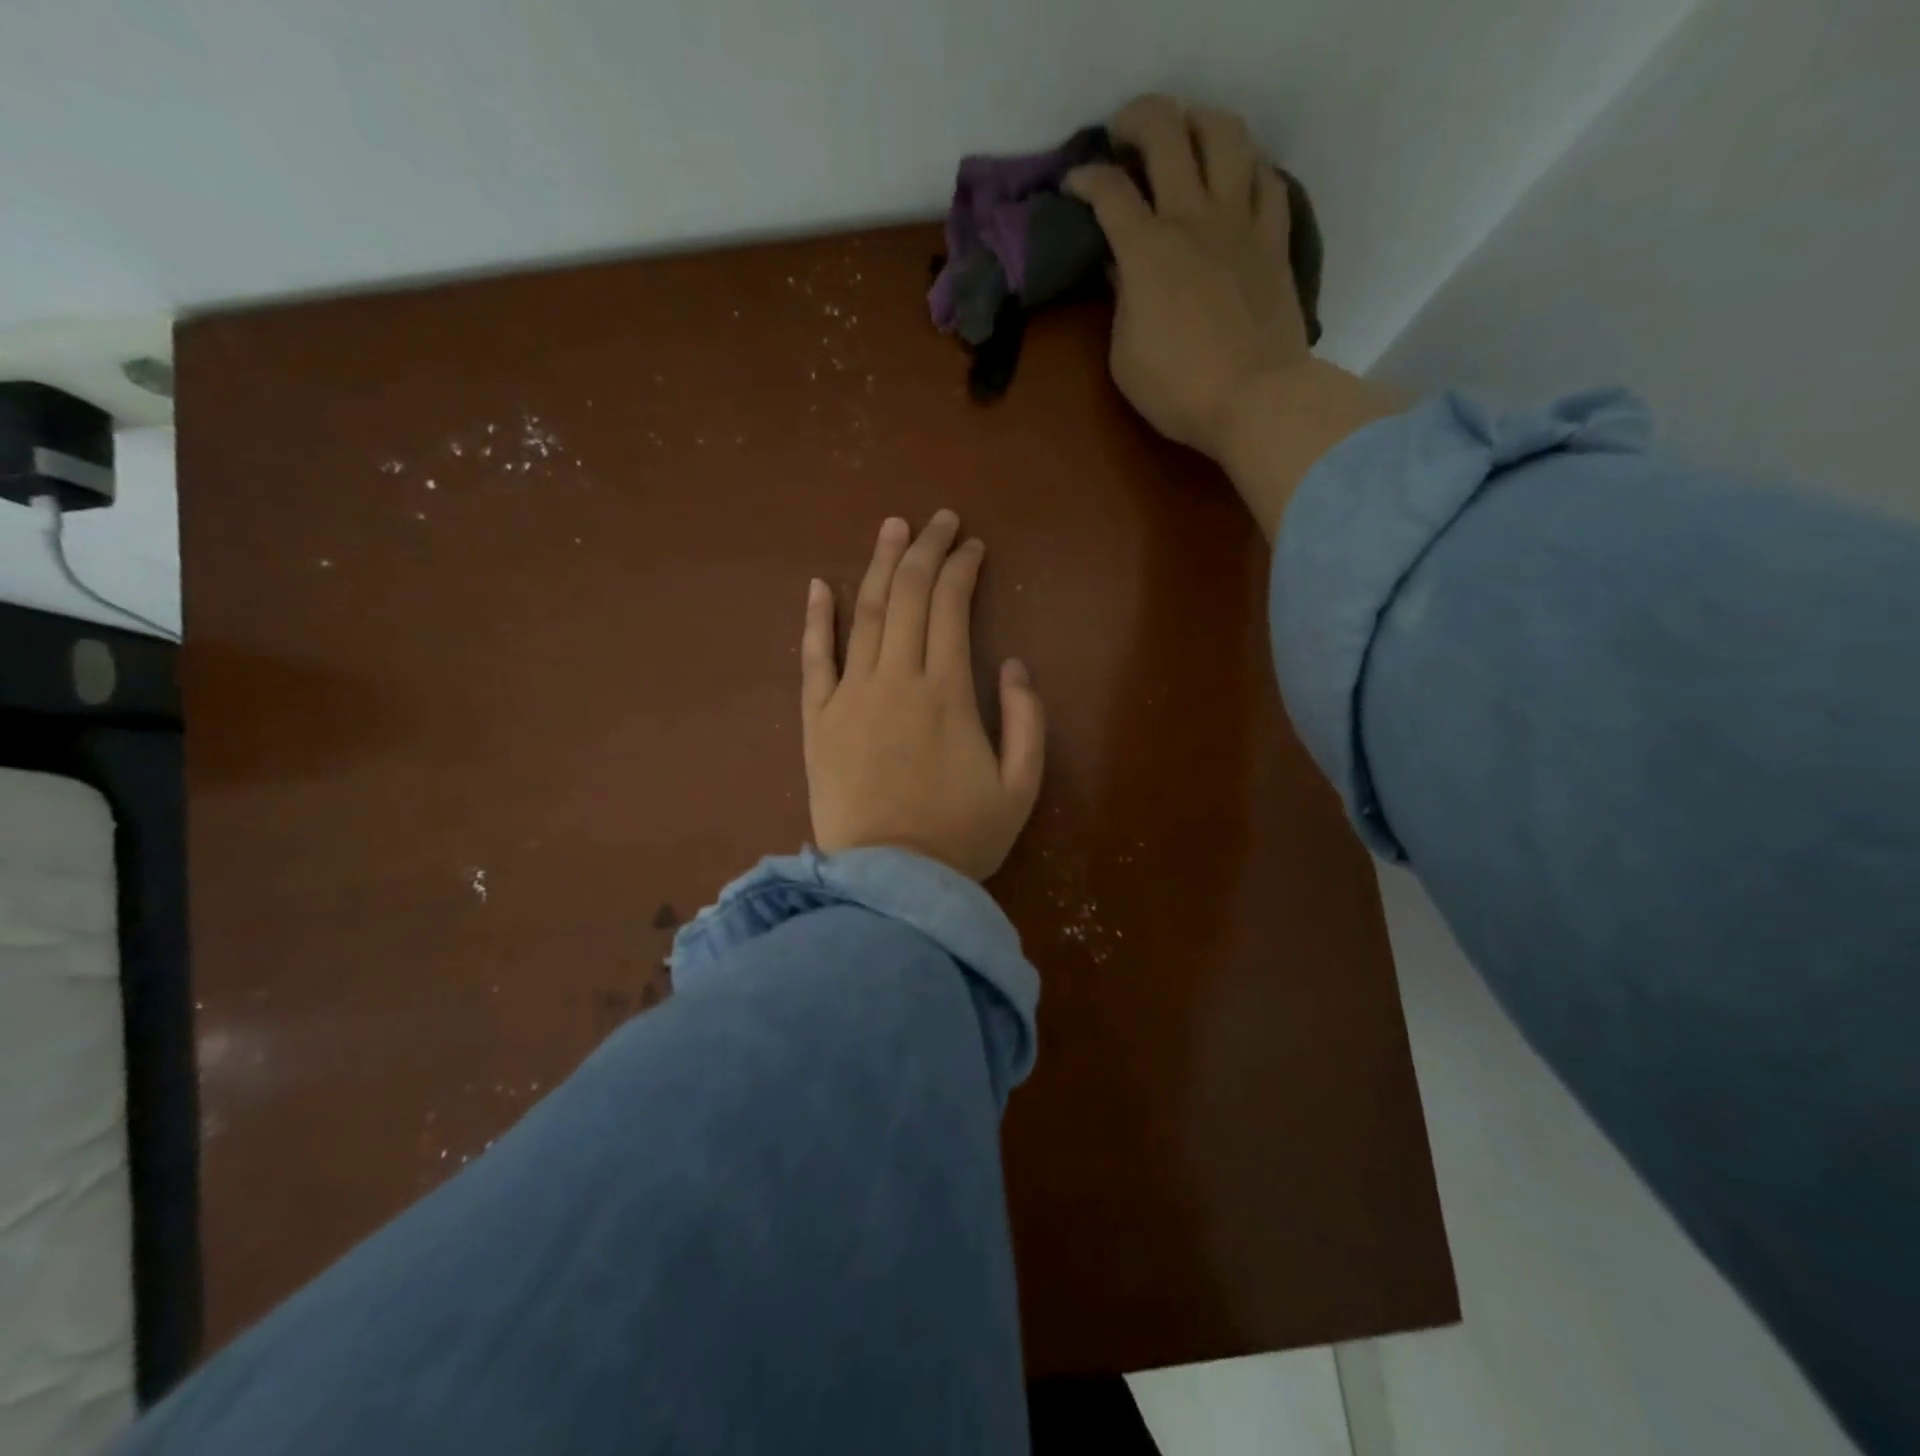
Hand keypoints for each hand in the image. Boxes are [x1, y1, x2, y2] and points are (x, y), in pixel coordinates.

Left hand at [801, 511, 1045, 880]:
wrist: (891, 883)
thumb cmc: (962, 838)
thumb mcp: (1022, 787)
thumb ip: (1028, 720)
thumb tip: (1011, 664)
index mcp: (948, 692)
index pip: (951, 607)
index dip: (962, 568)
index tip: (972, 546)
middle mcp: (896, 679)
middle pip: (907, 596)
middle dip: (925, 550)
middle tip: (938, 520)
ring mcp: (850, 696)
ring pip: (863, 614)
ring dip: (878, 566)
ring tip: (891, 528)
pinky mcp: (817, 720)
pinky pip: (813, 659)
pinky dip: (816, 619)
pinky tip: (819, 586)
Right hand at [1066, 95, 1311, 461]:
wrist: (1255, 399)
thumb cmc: (1178, 390)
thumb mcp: (1125, 356)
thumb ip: (1120, 302)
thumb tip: (1121, 268)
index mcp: (1147, 250)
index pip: (1108, 191)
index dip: (1084, 178)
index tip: (1074, 185)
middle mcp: (1193, 218)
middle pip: (1166, 132)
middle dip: (1137, 121)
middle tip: (1123, 136)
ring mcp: (1240, 222)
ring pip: (1226, 134)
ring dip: (1200, 123)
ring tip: (1187, 139)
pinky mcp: (1274, 239)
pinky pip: (1268, 180)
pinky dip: (1249, 170)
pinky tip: (1237, 182)